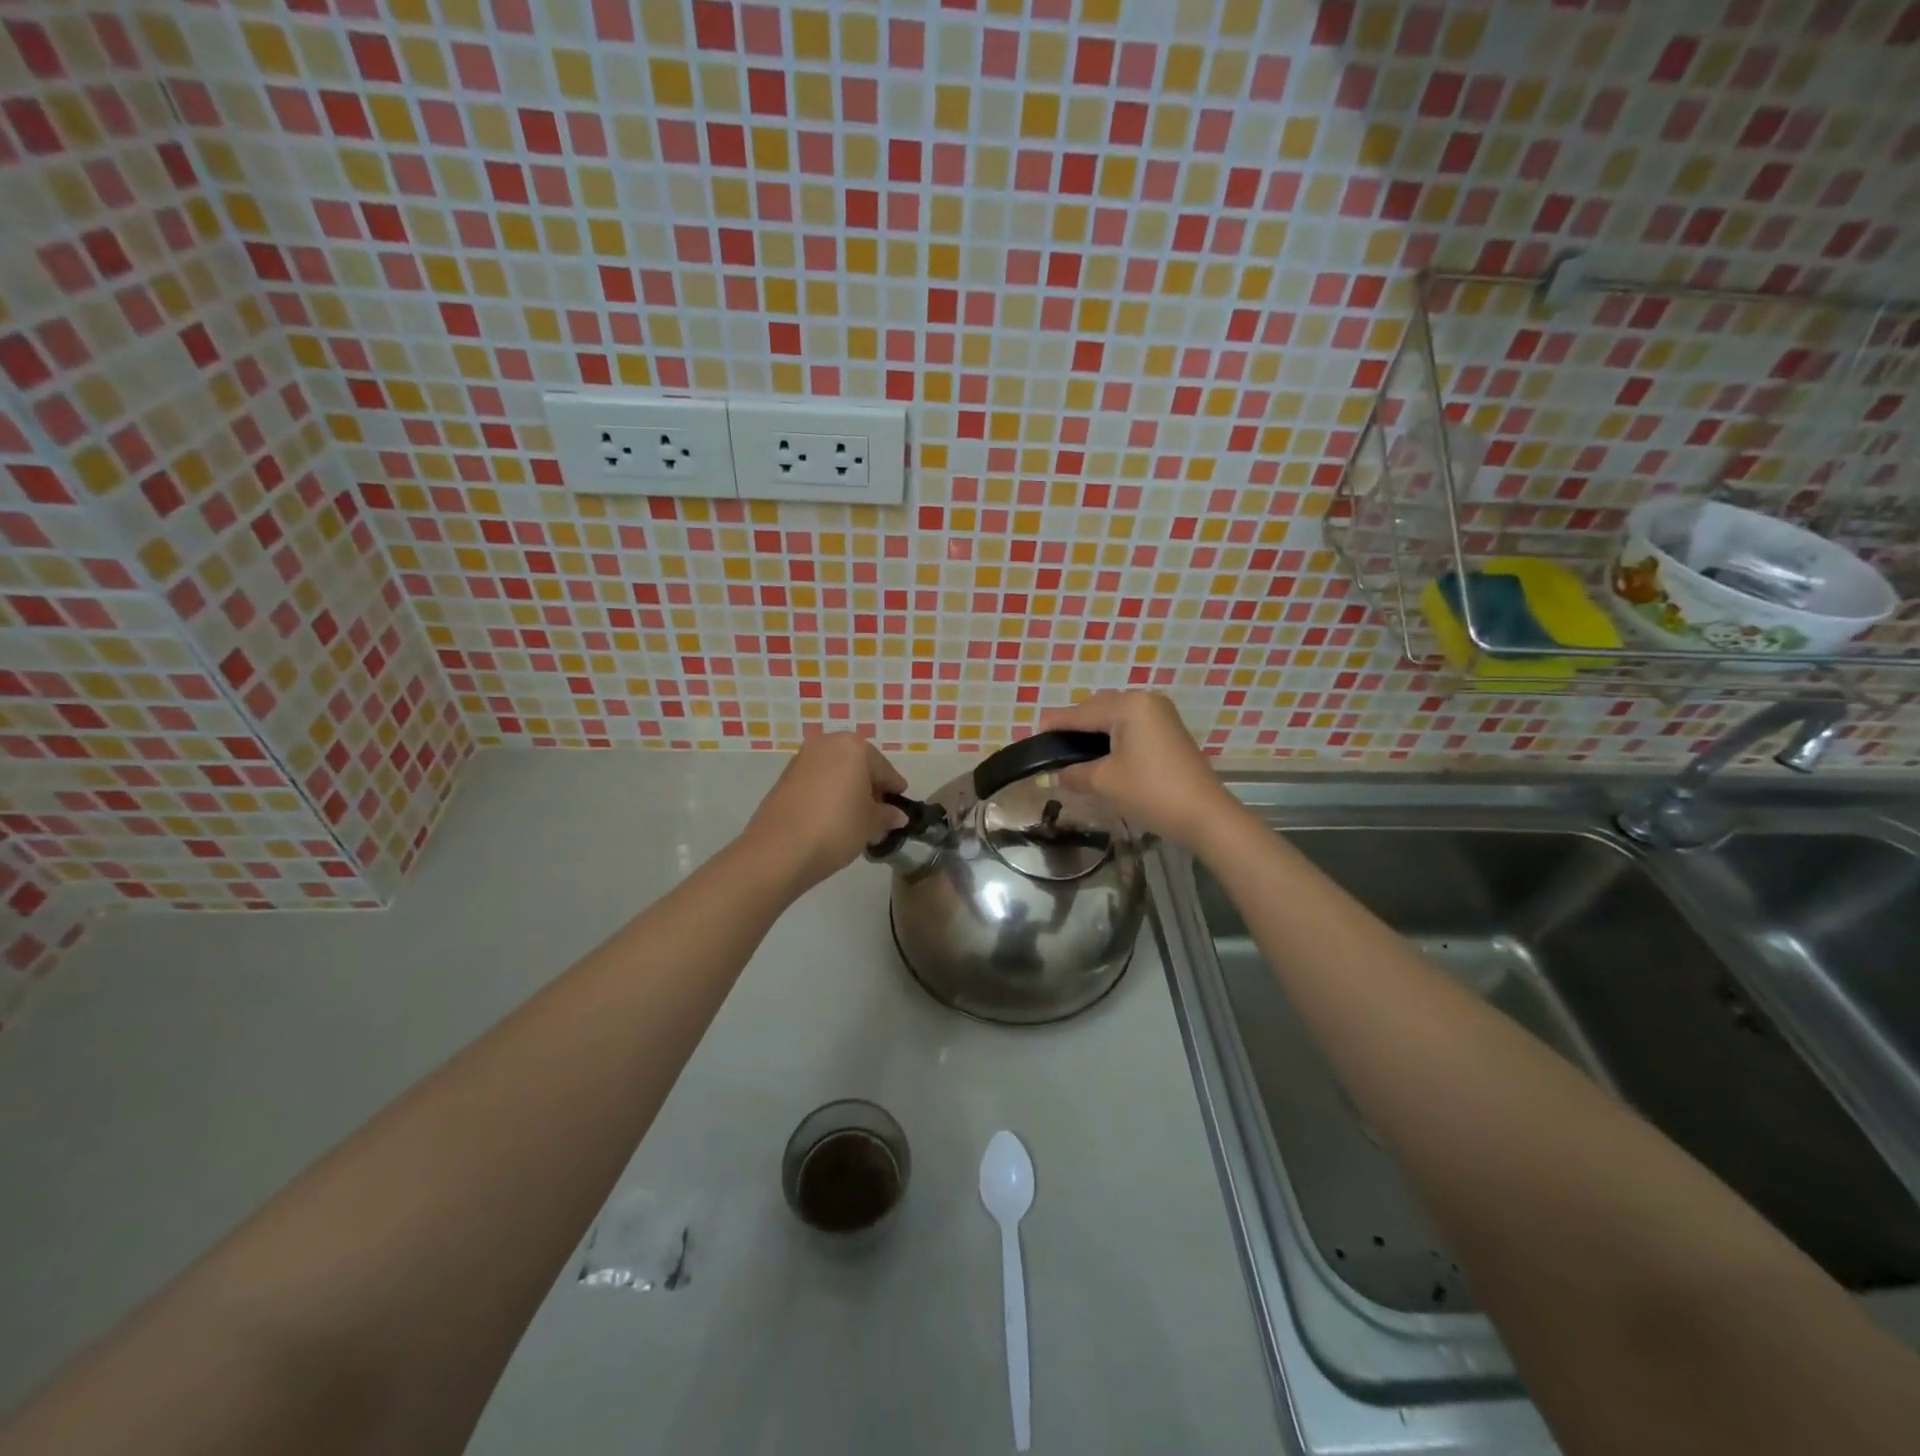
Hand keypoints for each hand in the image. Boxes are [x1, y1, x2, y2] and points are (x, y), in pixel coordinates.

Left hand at [747, 733, 907, 892]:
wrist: (779, 850)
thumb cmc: (836, 828)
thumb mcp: (871, 824)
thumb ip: (887, 815)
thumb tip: (897, 815)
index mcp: (854, 747)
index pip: (884, 769)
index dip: (894, 790)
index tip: (899, 807)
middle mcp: (827, 744)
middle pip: (858, 765)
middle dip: (869, 787)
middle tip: (876, 814)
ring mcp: (802, 759)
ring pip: (835, 772)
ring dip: (847, 790)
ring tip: (853, 819)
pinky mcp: (784, 777)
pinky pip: (816, 781)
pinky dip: (827, 794)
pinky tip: (831, 818)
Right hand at [1038, 691, 1240, 847]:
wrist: (1204, 815)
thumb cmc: (1150, 792)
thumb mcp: (1104, 782)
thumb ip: (1074, 773)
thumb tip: (1056, 774)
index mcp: (1129, 705)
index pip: (1082, 713)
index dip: (1057, 724)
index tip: (1035, 733)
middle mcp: (1146, 701)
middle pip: (1099, 709)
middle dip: (1075, 726)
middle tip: (1052, 747)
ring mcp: (1161, 715)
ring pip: (1115, 718)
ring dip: (1094, 732)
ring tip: (1072, 753)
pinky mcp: (1169, 732)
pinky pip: (1131, 727)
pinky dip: (1112, 737)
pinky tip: (1100, 755)